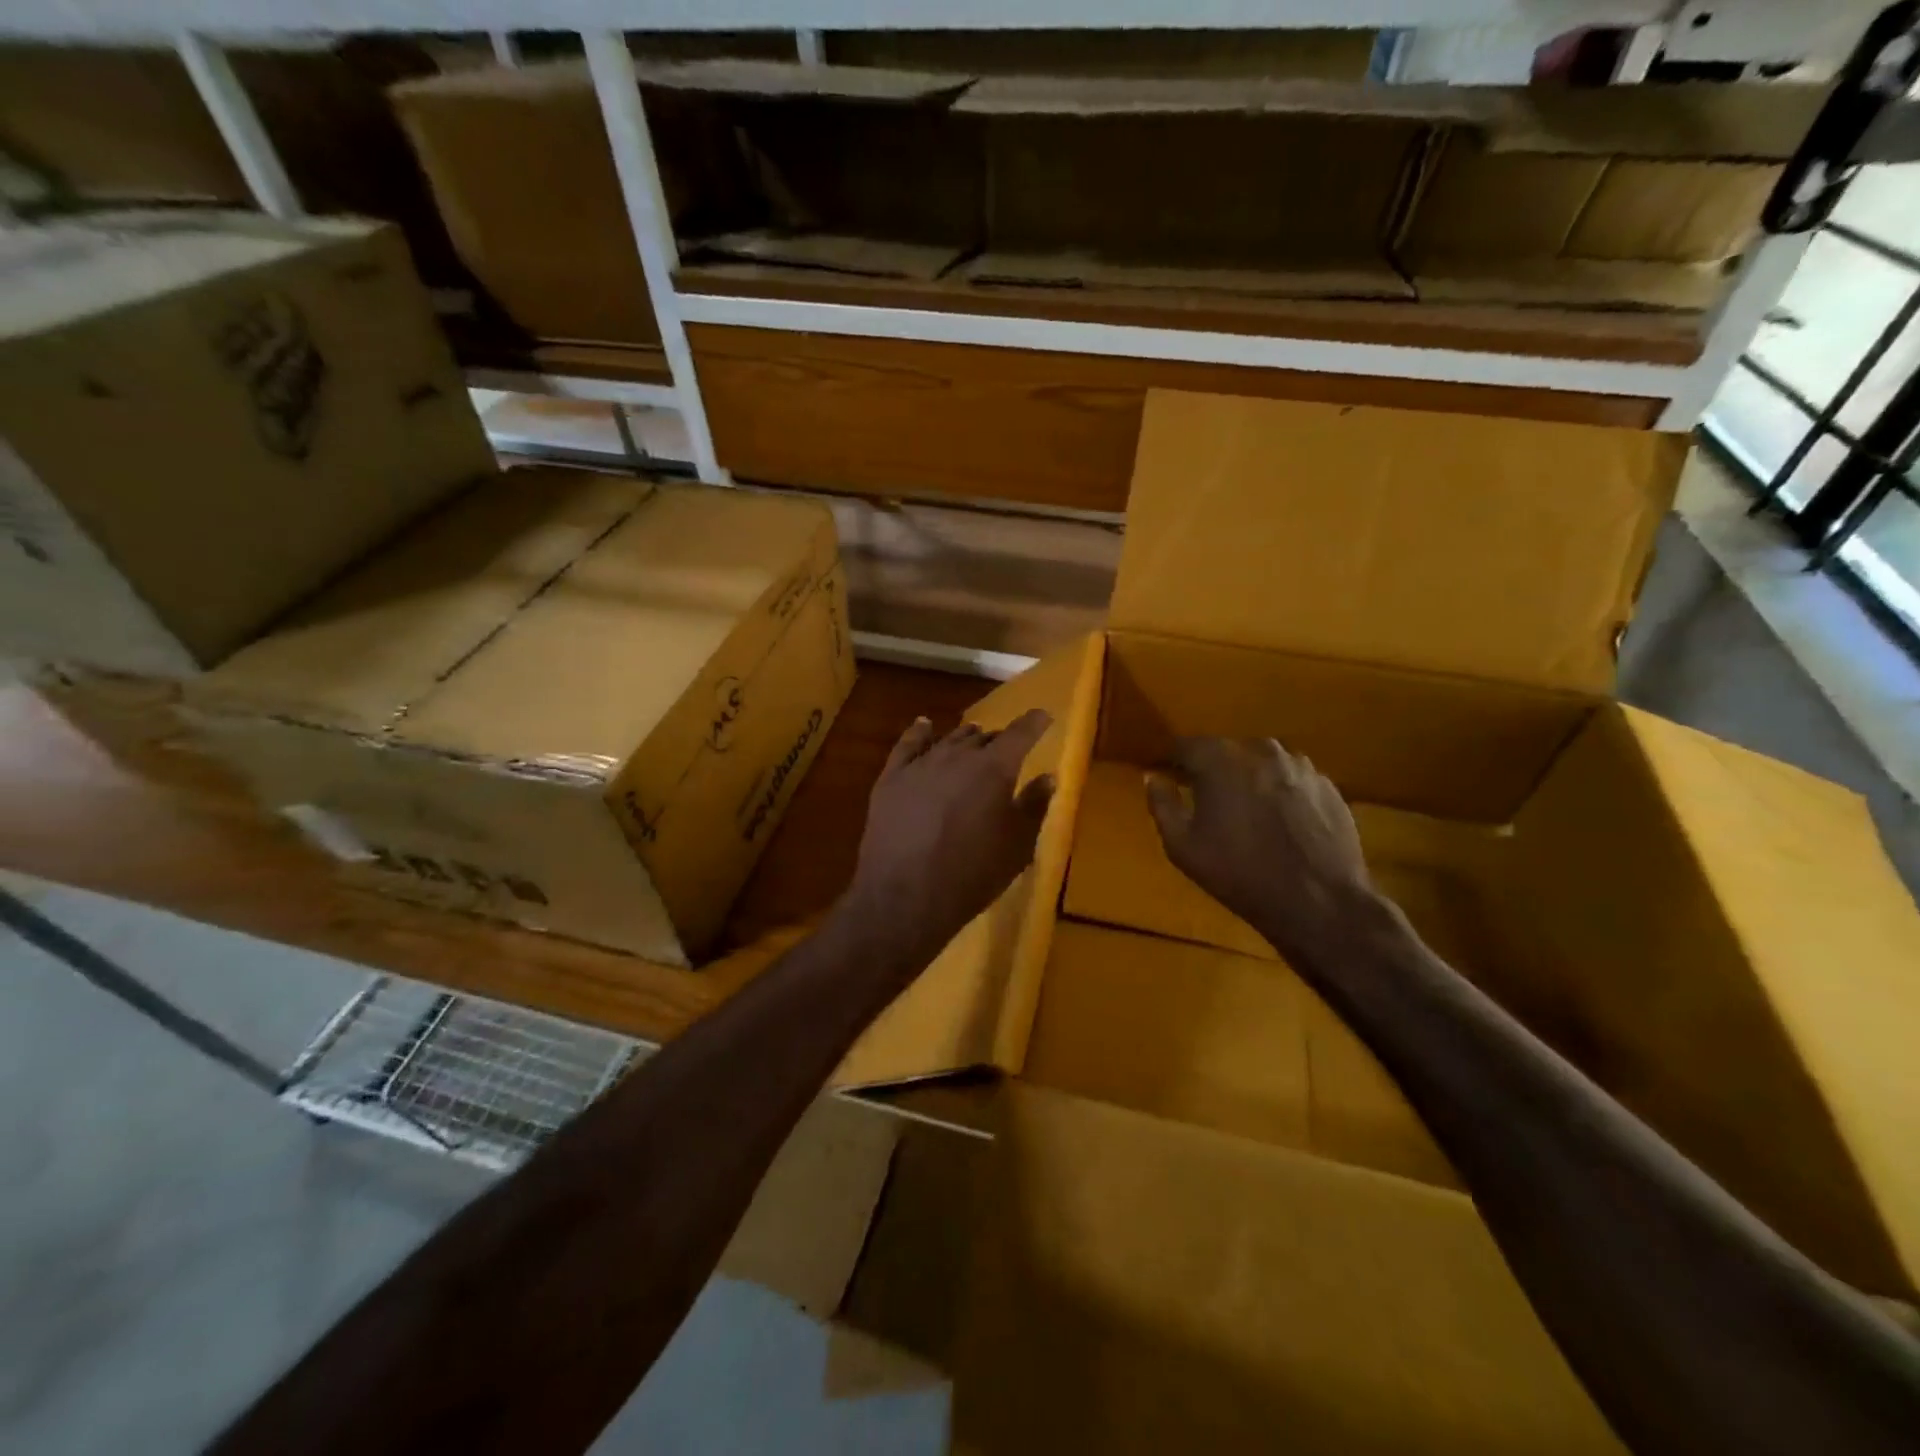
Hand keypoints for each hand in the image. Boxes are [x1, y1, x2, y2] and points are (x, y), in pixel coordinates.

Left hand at [843, 709, 1055, 974]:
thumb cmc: (972, 874)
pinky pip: (908, 745)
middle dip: (997, 740)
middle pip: (983, 737)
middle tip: (1006, 750)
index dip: (1034, 723)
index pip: (1020, 734)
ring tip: (974, 739)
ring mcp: (921, 764)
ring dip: (965, 739)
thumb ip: (1033, 806)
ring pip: (948, 739)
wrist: (905, 896)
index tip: (1043, 717)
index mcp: (994, 768)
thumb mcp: (1017, 847)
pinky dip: (920, 732)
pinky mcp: (891, 778)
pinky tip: (924, 725)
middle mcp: (958, 755)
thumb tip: (1047, 778)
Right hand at [1146, 737, 1374, 963]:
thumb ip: (1162, 805)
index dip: (1174, 760)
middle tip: (1206, 798)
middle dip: (1213, 769)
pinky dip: (1281, 792)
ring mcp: (1300, 765)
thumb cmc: (1239, 874)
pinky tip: (1280, 822)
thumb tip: (1152, 777)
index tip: (1168, 775)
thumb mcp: (1182, 847)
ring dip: (1249, 779)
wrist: (1319, 902)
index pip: (1186, 745)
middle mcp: (1261, 750)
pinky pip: (1292, 780)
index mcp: (1220, 760)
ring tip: (1247, 810)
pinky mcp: (1328, 785)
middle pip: (1227, 751)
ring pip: (1262, 763)